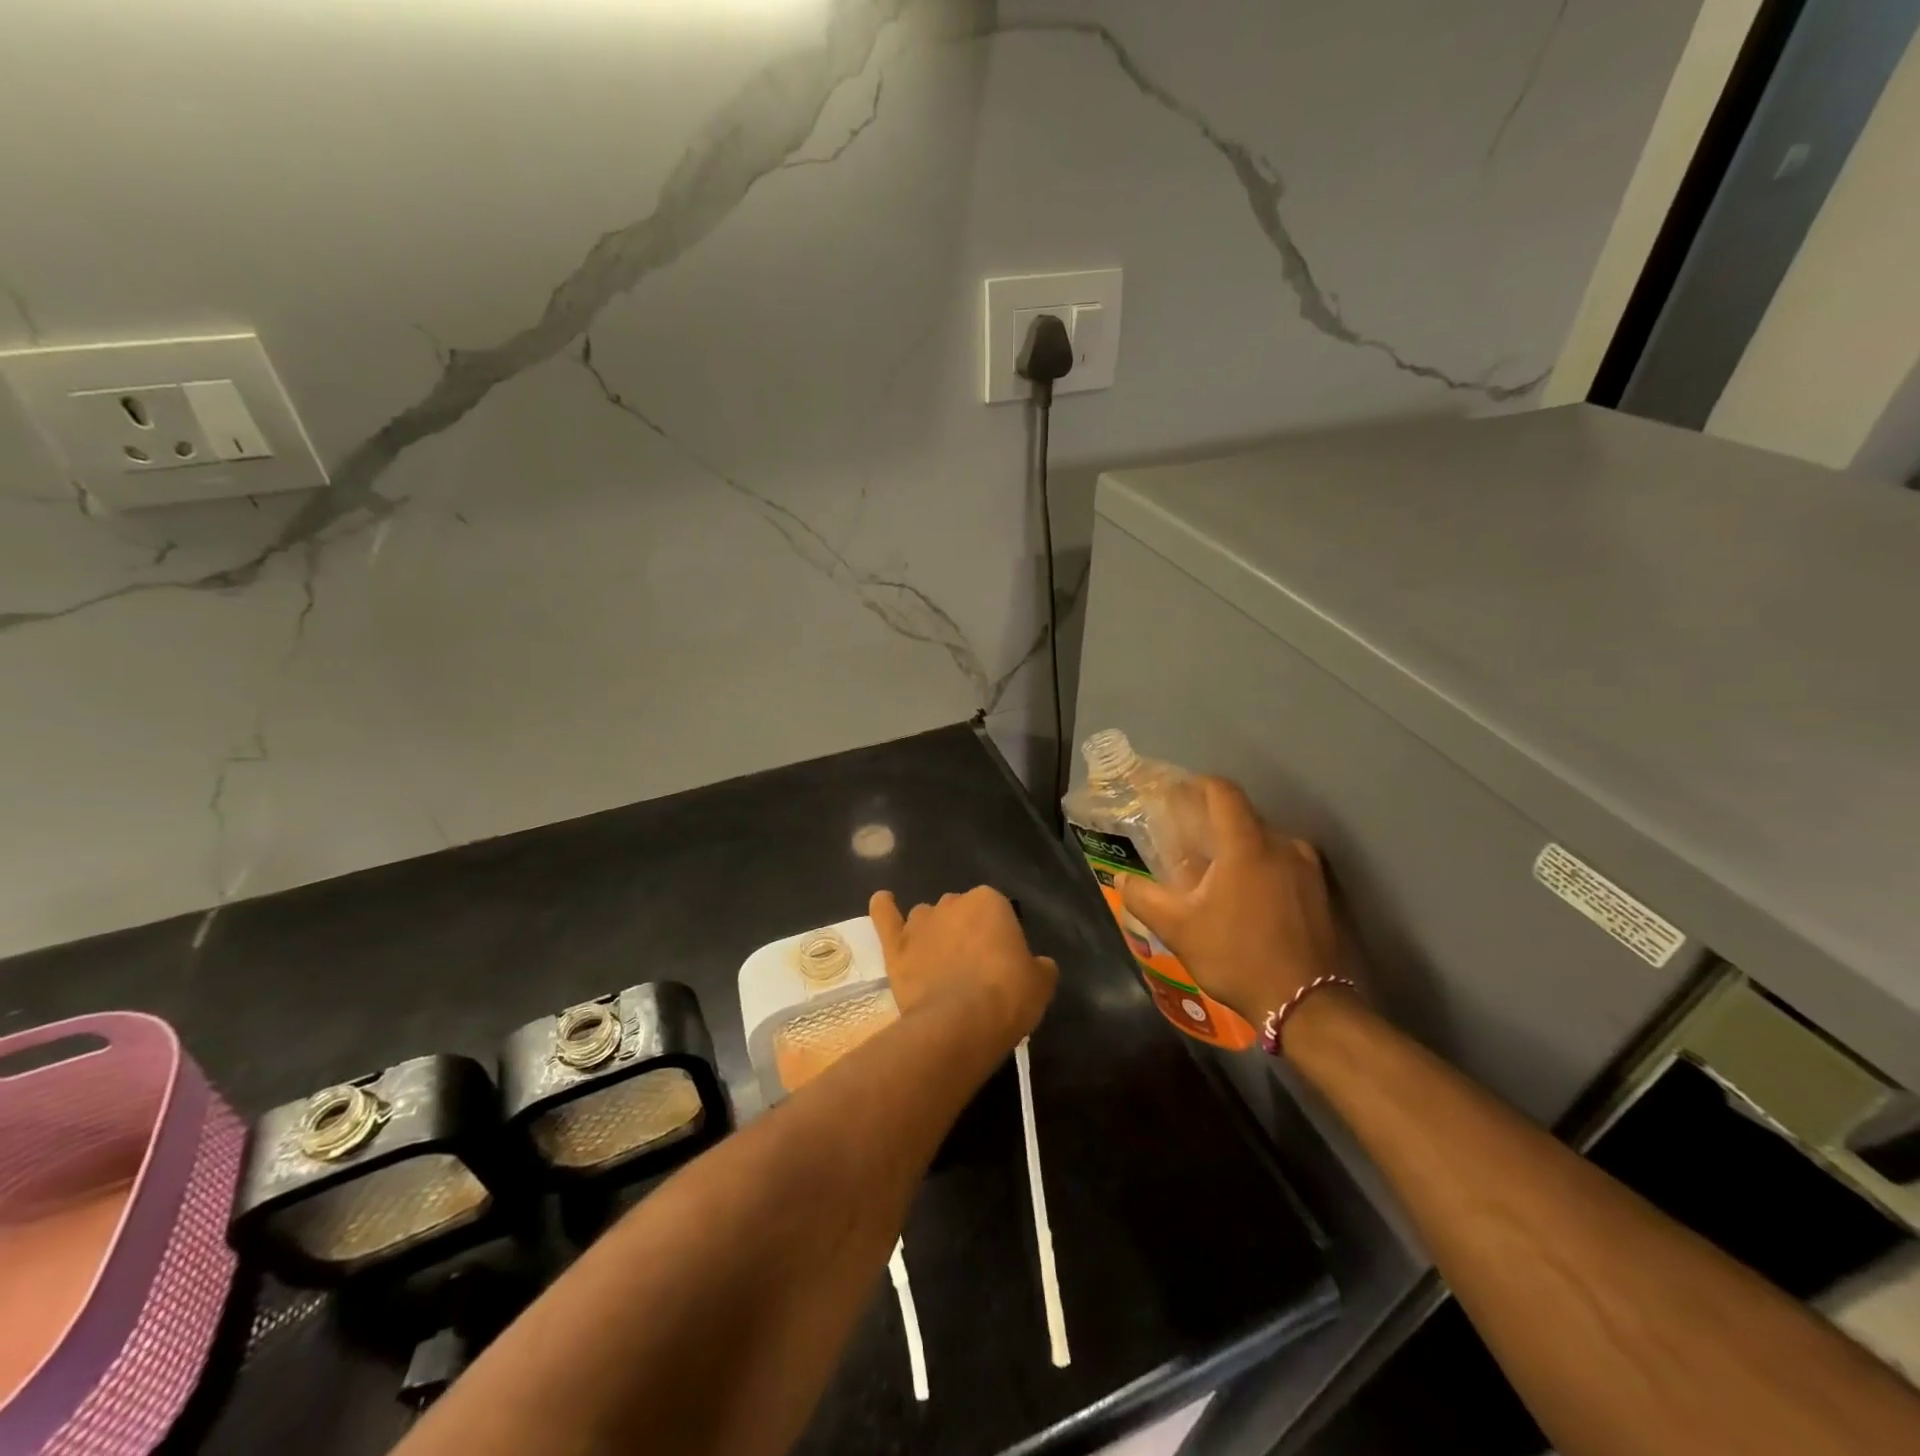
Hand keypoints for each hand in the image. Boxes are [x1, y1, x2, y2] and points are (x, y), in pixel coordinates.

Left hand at [871, 887, 1056, 1039]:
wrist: (961, 1022)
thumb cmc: (1008, 996)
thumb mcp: (1041, 981)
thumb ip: (1038, 965)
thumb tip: (1037, 965)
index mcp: (990, 901)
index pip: (997, 911)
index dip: (999, 937)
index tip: (1002, 963)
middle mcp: (953, 902)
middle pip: (961, 912)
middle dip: (966, 933)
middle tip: (974, 969)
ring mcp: (920, 922)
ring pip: (927, 918)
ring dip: (934, 932)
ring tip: (939, 963)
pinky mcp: (896, 945)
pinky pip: (885, 916)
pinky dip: (884, 908)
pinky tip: (883, 902)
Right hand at [1119, 778, 1346, 1023]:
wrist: (1307, 1004)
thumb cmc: (1237, 957)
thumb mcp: (1178, 930)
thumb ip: (1144, 898)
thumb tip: (1123, 881)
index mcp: (1246, 845)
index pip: (1223, 792)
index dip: (1197, 786)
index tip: (1177, 796)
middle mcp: (1282, 844)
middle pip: (1242, 817)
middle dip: (1213, 826)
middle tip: (1188, 847)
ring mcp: (1308, 867)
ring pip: (1264, 842)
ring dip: (1238, 851)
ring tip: (1216, 878)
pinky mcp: (1321, 890)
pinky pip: (1283, 863)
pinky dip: (1260, 869)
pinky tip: (1246, 899)